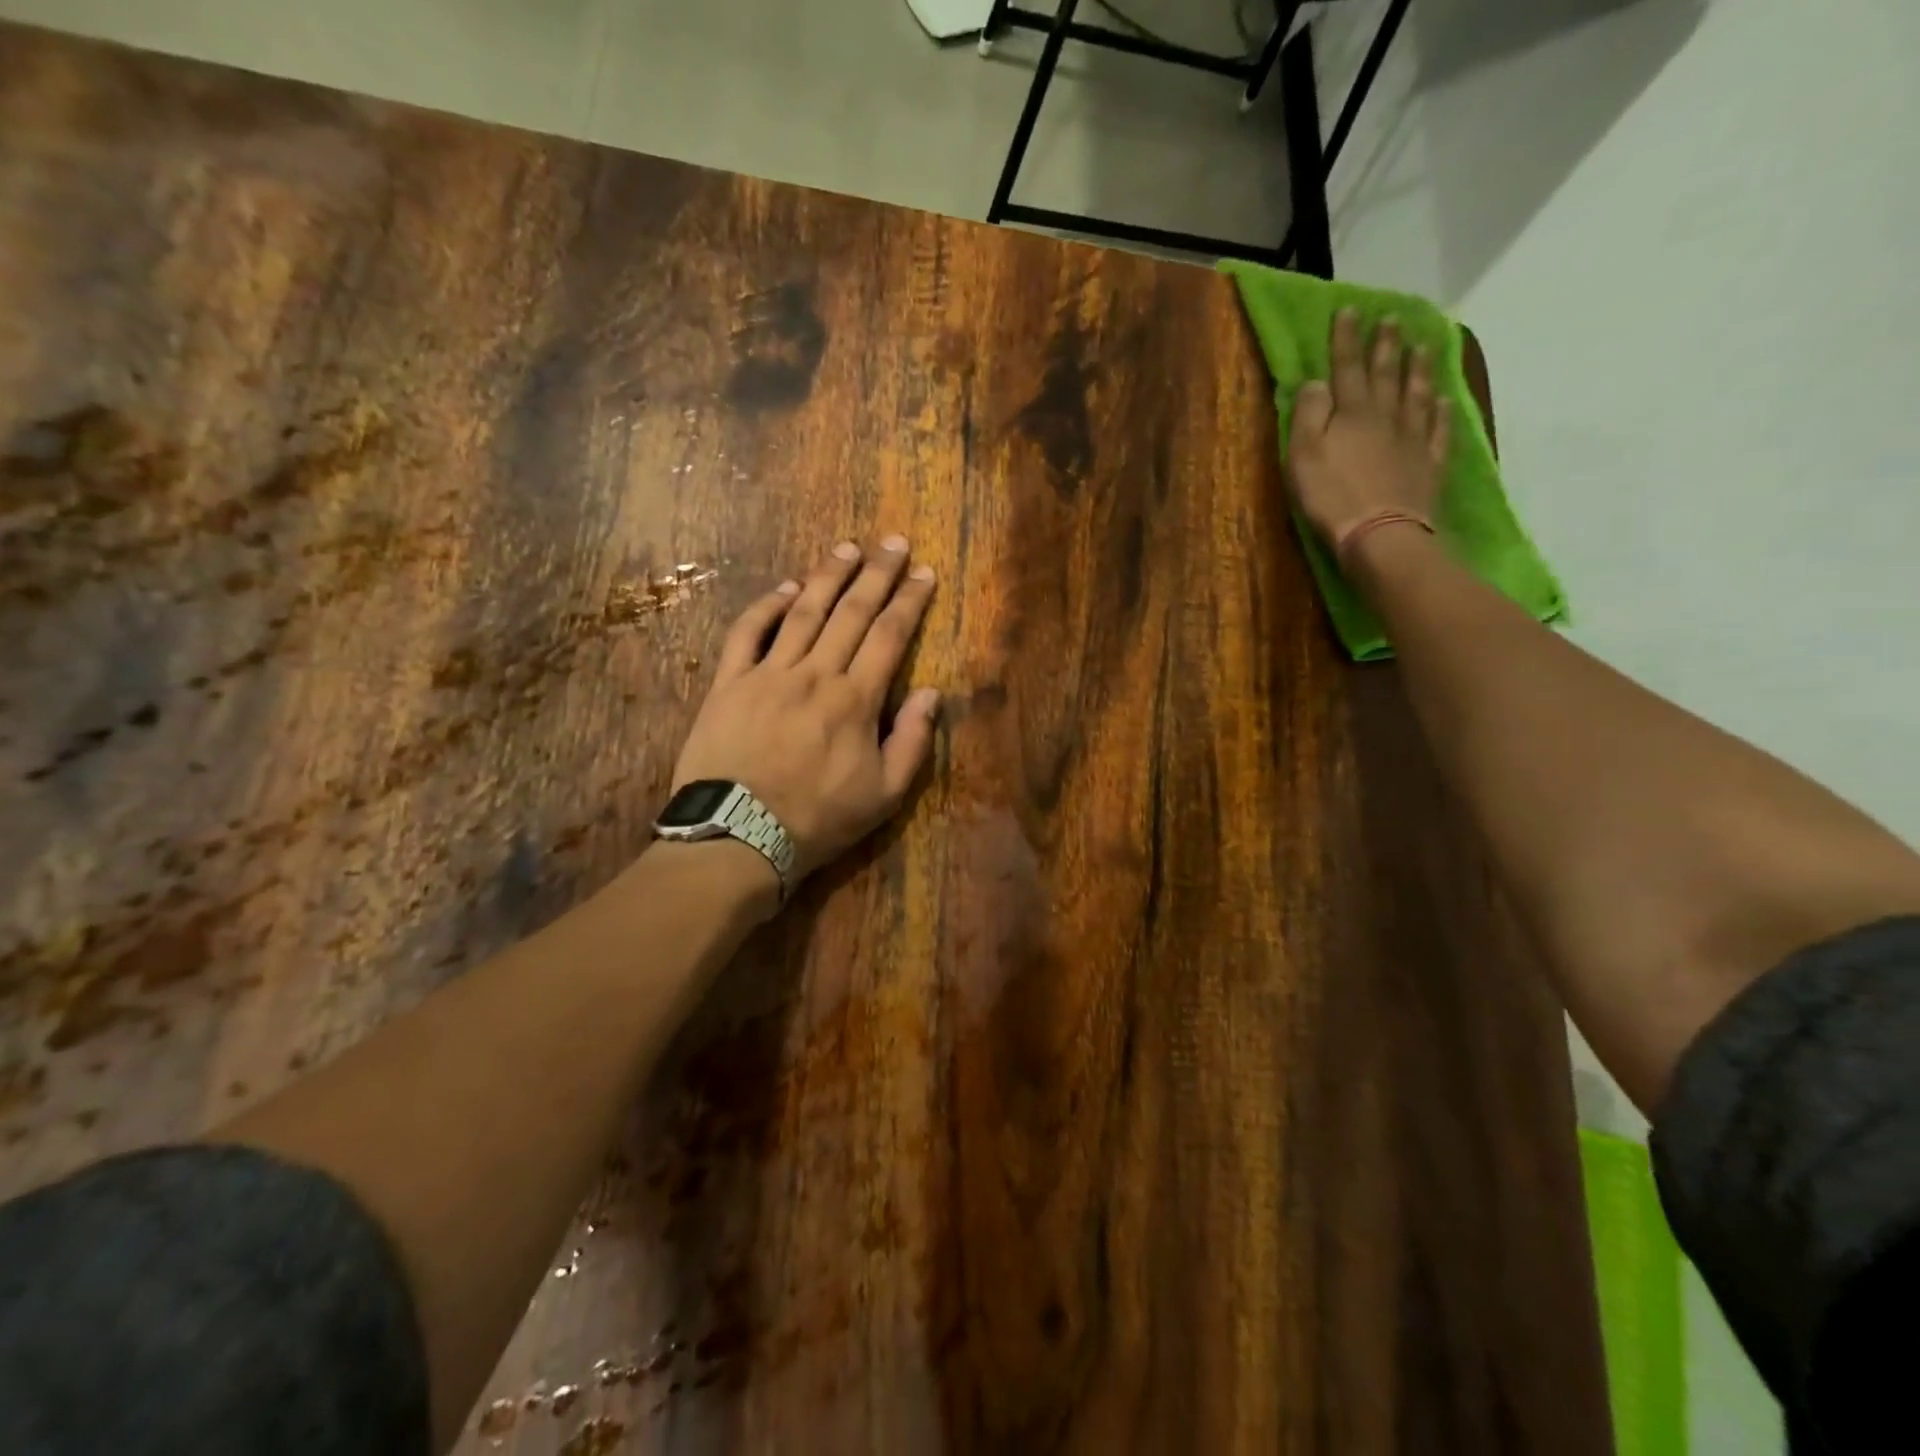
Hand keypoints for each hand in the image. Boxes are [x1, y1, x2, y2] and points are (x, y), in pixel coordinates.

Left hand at [669, 536, 939, 891]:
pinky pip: (748, 634)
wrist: (738, 836)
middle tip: (893, 542)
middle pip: (851, 613)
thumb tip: (931, 694)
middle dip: (876, 574)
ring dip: (827, 576)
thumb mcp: (885, 795)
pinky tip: (787, 588)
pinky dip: (767, 607)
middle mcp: (815, 674)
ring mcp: (768, 675)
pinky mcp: (729, 684)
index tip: (923, 573)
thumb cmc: (819, 819)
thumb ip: (913, 742)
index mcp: (856, 700)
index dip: (909, 601)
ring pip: (803, 613)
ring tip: (847, 548)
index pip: (889, 636)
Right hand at [1287, 310, 1451, 546]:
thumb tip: (1316, 381)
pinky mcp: (1427, 465)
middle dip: (1386, 345)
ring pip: (1415, 395)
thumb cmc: (1331, 496)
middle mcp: (1385, 416)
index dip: (1346, 339)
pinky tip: (1441, 399)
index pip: (1346, 368)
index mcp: (1352, 412)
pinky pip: (1436, 430)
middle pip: (1386, 374)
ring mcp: (1411, 440)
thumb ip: (1308, 415)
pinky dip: (1439, 411)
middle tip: (1392, 319)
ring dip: (1417, 369)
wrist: (1381, 533)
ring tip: (1422, 346)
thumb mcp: (1303, 455)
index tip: (1350, 310)